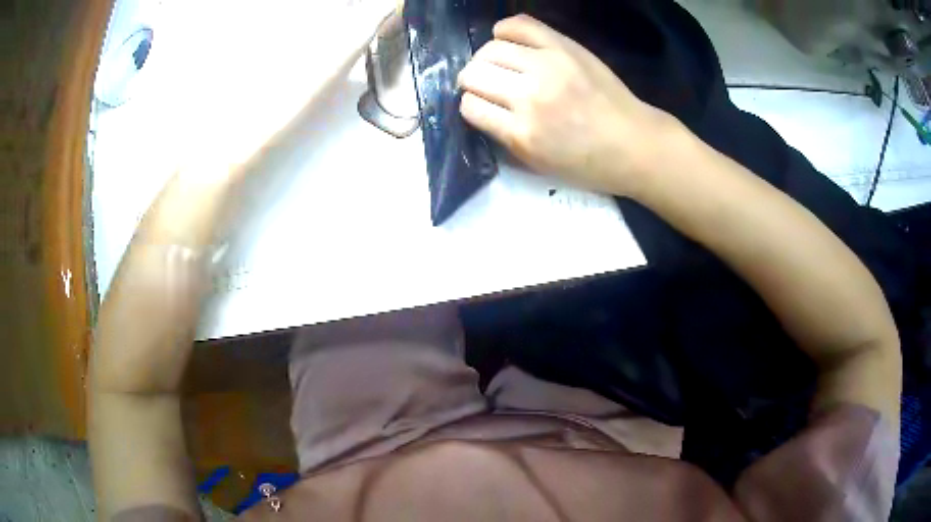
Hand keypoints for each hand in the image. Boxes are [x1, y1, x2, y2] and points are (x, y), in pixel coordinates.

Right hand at [457, 15, 677, 195]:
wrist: (633, 143)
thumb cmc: (587, 162)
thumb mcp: (537, 164)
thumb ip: (503, 135)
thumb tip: (479, 107)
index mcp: (522, 133)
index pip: (470, 106)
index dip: (472, 106)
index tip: (483, 107)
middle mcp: (529, 95)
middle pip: (473, 74)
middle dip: (473, 81)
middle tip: (489, 86)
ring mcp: (547, 66)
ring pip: (489, 49)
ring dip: (487, 59)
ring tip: (502, 66)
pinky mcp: (564, 46)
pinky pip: (517, 25)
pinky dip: (504, 31)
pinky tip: (511, 43)